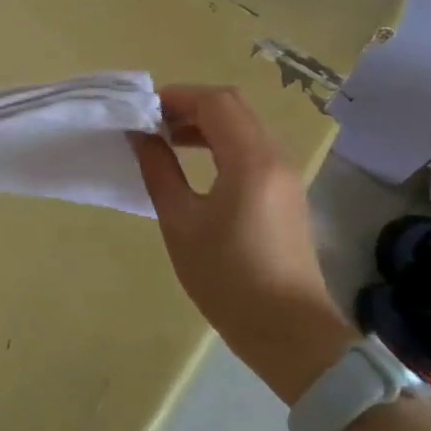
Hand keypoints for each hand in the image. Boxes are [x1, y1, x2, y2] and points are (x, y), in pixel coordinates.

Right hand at [130, 85, 354, 400]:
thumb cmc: (227, 278)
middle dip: (189, 106)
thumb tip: (141, 136)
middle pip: (232, 107)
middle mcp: (274, 157)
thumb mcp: (180, 222)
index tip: (142, 112)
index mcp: (250, 160)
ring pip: (244, 126)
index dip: (176, 97)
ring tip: (167, 142)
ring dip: (205, 124)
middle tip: (152, 125)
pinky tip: (195, 165)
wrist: (289, 333)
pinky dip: (221, 143)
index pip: (215, 102)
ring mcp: (285, 175)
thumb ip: (158, 170)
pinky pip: (252, 148)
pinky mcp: (286, 193)